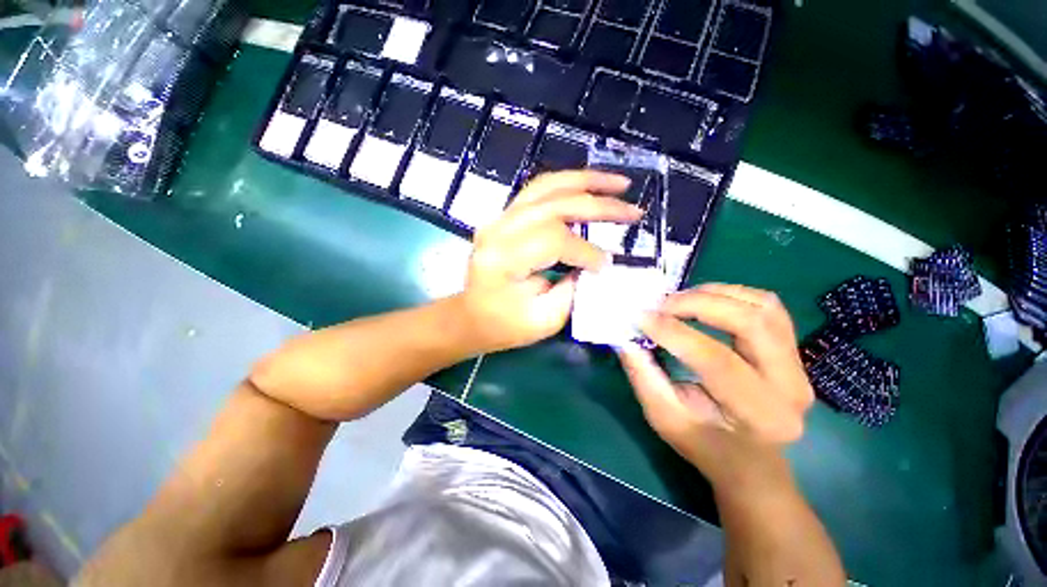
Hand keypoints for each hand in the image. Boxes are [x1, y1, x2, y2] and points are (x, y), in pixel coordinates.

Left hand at [457, 171, 641, 353]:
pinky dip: (568, 184)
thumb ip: (574, 289)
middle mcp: (498, 230)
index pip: (555, 240)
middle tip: (634, 212)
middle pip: (555, 204)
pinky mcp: (505, 216)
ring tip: (619, 183)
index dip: (587, 251)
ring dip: (587, 181)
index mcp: (503, 259)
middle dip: (600, 205)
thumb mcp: (544, 319)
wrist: (471, 316)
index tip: (607, 267)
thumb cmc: (504, 325)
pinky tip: (590, 186)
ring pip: (547, 186)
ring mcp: (499, 218)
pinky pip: (539, 190)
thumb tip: (598, 263)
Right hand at [618, 284, 813, 487]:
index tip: (641, 317)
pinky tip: (704, 301)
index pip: (717, 360)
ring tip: (679, 300)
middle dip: (698, 304)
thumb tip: (626, 338)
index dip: (673, 332)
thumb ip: (643, 376)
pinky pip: (767, 305)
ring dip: (715, 294)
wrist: (752, 462)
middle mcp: (790, 386)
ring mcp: (798, 364)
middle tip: (661, 305)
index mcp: (760, 415)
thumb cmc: (705, 445)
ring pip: (763, 306)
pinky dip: (731, 294)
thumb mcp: (665, 417)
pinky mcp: (792, 349)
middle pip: (750, 322)